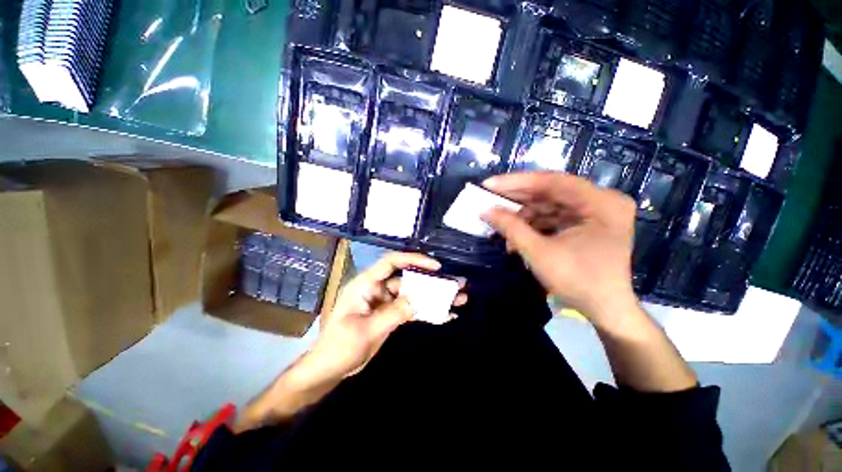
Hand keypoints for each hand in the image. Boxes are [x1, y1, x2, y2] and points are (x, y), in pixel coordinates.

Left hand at [309, 252, 465, 379]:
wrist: (331, 368)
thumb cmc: (340, 346)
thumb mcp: (366, 330)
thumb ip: (393, 313)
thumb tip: (417, 300)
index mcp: (366, 284)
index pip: (391, 262)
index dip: (413, 260)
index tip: (435, 266)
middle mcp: (378, 289)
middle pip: (408, 279)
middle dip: (431, 280)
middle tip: (455, 283)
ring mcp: (386, 302)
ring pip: (413, 294)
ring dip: (433, 297)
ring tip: (458, 298)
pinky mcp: (391, 314)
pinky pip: (411, 309)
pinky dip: (426, 311)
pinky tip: (445, 315)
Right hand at [482, 172, 637, 326]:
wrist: (604, 310)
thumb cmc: (577, 282)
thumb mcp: (539, 253)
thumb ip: (511, 227)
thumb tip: (485, 210)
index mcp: (601, 203)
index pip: (553, 181)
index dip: (516, 182)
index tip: (488, 184)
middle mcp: (602, 201)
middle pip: (551, 191)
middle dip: (517, 198)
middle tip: (489, 198)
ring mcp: (595, 212)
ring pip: (549, 204)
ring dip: (523, 215)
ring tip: (501, 225)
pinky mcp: (586, 224)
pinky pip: (554, 216)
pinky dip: (533, 224)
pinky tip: (516, 234)